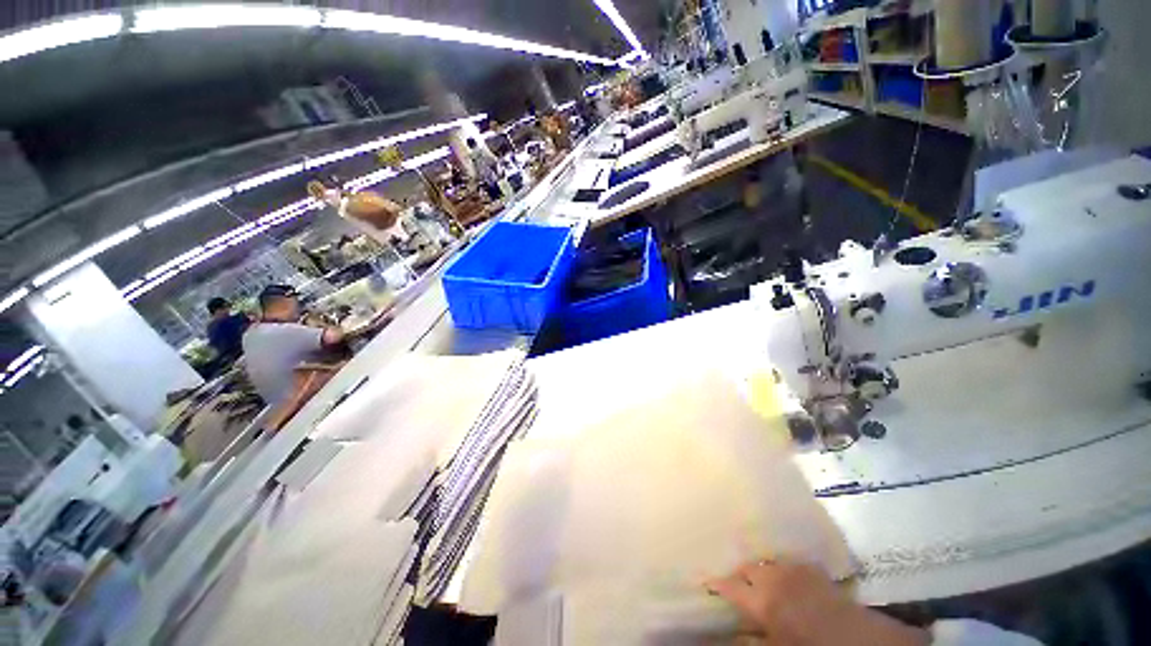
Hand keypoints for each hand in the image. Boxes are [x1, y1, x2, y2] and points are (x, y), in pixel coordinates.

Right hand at [705, 560, 928, 645]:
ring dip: (758, 568)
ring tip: (756, 579)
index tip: (704, 581)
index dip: (715, 584)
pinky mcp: (813, 569)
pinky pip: (787, 561)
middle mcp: (774, 576)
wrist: (861, 642)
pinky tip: (783, 577)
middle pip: (746, 567)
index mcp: (763, 600)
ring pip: (765, 561)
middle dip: (737, 574)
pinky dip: (780, 567)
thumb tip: (727, 631)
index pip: (729, 586)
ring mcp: (795, 569)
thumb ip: (749, 639)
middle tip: (733, 584)